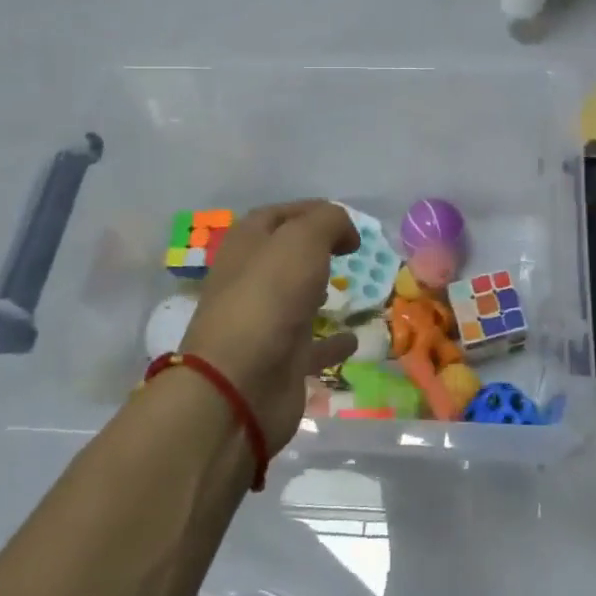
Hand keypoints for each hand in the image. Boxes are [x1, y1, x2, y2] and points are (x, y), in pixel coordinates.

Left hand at [179, 201, 360, 449]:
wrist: (240, 385)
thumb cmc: (269, 297)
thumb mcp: (302, 240)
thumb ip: (328, 222)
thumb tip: (346, 232)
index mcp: (246, 246)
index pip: (276, 216)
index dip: (309, 211)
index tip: (346, 220)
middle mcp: (251, 282)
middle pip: (284, 258)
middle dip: (314, 251)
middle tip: (349, 251)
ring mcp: (265, 324)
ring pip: (297, 300)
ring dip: (320, 292)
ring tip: (352, 287)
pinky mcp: (281, 363)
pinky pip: (313, 347)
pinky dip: (333, 342)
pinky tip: (356, 338)